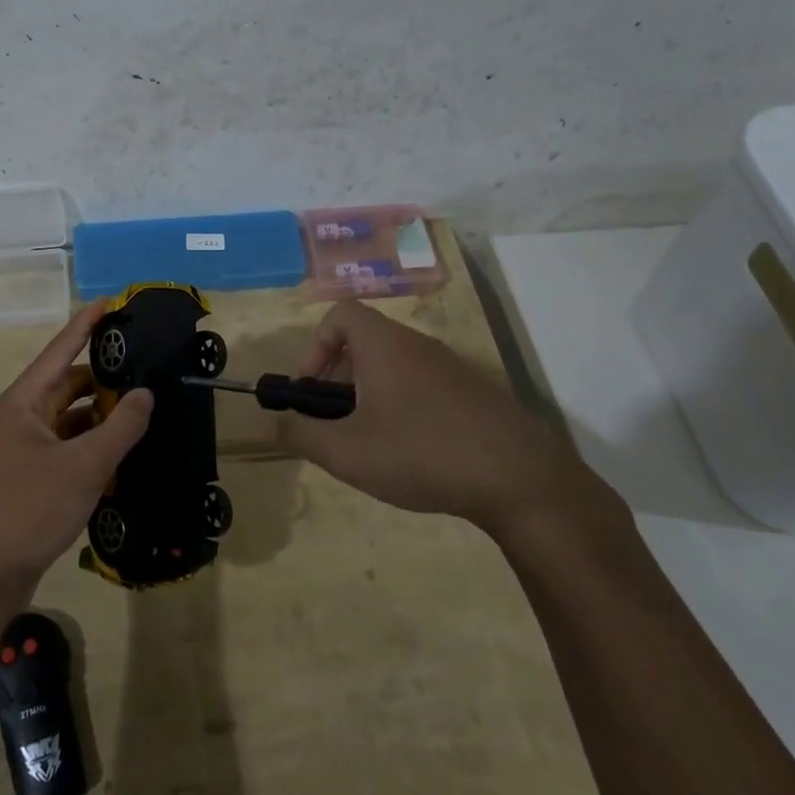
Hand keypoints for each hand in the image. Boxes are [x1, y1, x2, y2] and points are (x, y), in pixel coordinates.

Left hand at [0, 301, 153, 586]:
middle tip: (144, 370)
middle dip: (103, 379)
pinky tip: (123, 452)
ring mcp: (24, 448)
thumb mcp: (84, 465)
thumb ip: (120, 426)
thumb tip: (145, 393)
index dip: (85, 325)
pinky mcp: (32, 475)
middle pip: (66, 385)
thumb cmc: (31, 508)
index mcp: (22, 403)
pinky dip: (93, 446)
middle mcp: (20, 418)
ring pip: (70, 418)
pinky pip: (68, 447)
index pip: (59, 351)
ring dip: (101, 416)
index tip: (111, 302)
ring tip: (142, 410)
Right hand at [276, 300, 617, 539]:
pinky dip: (404, 406)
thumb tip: (273, 424)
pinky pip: (423, 385)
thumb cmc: (422, 453)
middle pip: (364, 341)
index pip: (340, 314)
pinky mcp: (474, 393)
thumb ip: (300, 435)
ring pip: (394, 366)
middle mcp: (417, 344)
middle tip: (336, 423)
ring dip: (370, 395)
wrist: (521, 479)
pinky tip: (413, 453)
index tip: (312, 390)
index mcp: (384, 345)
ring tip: (371, 443)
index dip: (315, 346)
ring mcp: (451, 367)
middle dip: (339, 378)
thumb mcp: (347, 453)